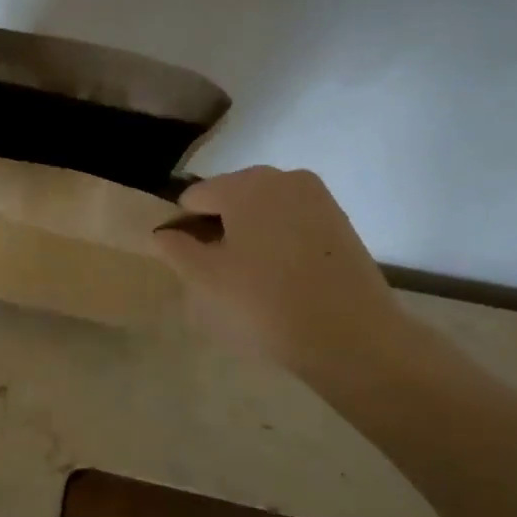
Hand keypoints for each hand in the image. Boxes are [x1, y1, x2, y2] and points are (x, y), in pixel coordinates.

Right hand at [151, 166, 414, 383]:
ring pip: (263, 210)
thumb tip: (163, 233)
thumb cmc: (266, 303)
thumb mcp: (206, 279)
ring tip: (255, 280)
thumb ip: (175, 249)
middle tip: (223, 276)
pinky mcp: (340, 221)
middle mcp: (282, 177)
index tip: (192, 266)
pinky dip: (280, 242)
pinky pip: (293, 222)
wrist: (354, 338)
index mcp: (245, 184)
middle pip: (231, 198)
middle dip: (220, 229)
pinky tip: (285, 279)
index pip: (195, 197)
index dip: (184, 230)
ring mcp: (316, 197)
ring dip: (250, 236)